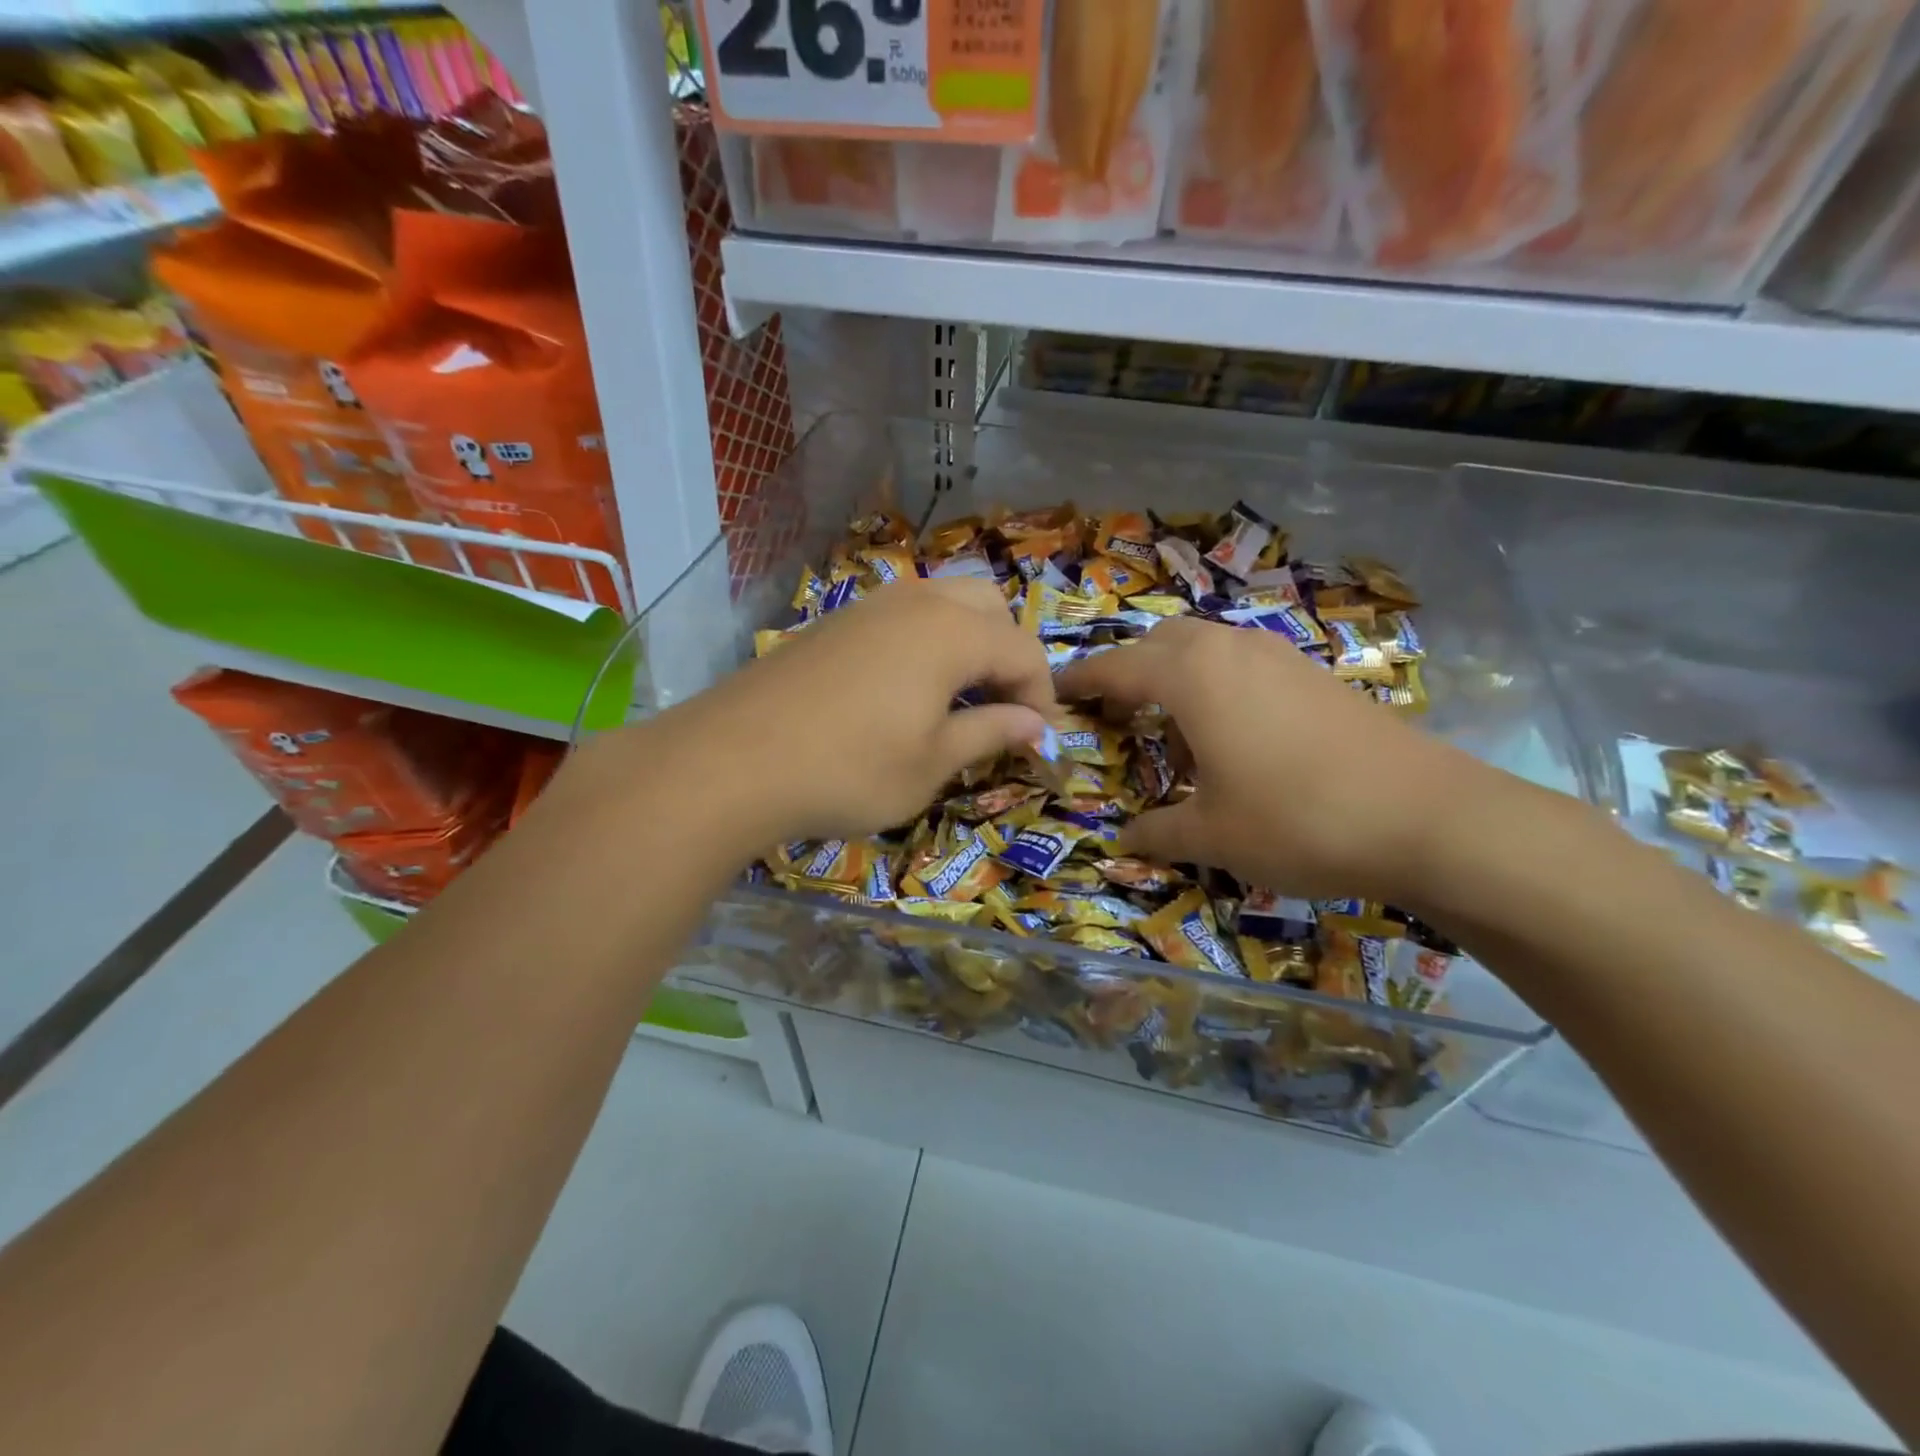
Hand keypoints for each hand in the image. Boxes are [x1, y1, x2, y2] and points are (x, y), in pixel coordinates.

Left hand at [682, 576, 1055, 844]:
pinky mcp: (833, 623)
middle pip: (988, 607)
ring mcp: (868, 607)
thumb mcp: (931, 764)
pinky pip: (901, 616)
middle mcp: (916, 603)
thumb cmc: (848, 770)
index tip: (1038, 739)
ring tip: (956, 699)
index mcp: (952, 633)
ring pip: (942, 602)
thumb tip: (1035, 724)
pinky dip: (925, 642)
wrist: (732, 761)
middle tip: (999, 707)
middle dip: (1007, 653)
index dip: (1041, 695)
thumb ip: (989, 733)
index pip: (1023, 651)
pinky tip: (904, 691)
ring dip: (966, 643)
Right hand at [1055, 617, 1493, 901]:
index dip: (1080, 681)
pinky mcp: (1313, 673)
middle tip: (1114, 713)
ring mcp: (1277, 656)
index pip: (1116, 668)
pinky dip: (1216, 683)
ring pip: (1205, 646)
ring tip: (1172, 728)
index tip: (1055, 693)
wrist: (1426, 817)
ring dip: (1175, 674)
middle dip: (1128, 670)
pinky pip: (1242, 662)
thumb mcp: (1212, 835)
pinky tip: (1232, 733)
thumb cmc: (1297, 820)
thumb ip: (1157, 832)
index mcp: (1191, 678)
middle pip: (1160, 642)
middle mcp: (1229, 650)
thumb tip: (1123, 840)